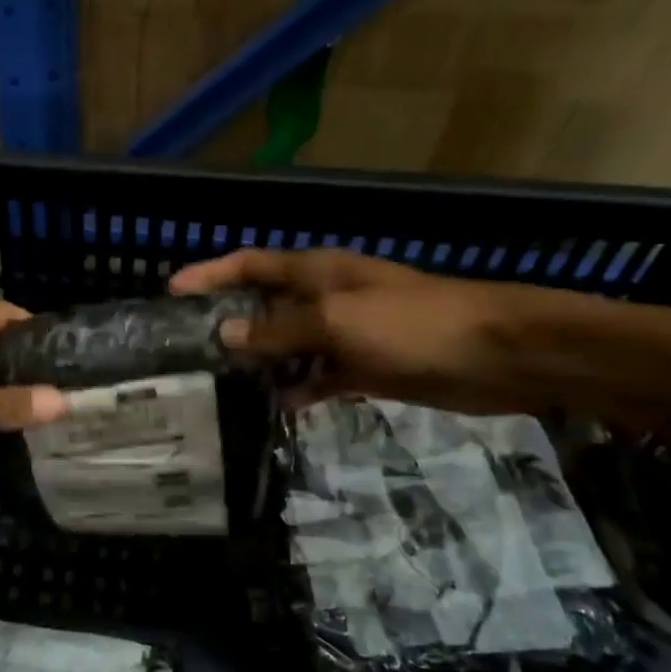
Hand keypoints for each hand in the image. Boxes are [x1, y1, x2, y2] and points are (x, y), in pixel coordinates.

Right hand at [170, 248, 570, 414]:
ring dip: (262, 359)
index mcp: (316, 272)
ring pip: (290, 344)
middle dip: (229, 319)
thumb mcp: (336, 322)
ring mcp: (348, 333)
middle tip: (188, 346)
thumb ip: (278, 329)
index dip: (210, 274)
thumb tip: (223, 335)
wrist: (499, 354)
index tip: (171, 291)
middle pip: (266, 304)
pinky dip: (301, 387)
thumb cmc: (412, 324)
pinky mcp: (368, 366)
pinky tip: (280, 406)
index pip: (250, 265)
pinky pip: (321, 375)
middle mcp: (326, 297)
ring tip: (222, 382)